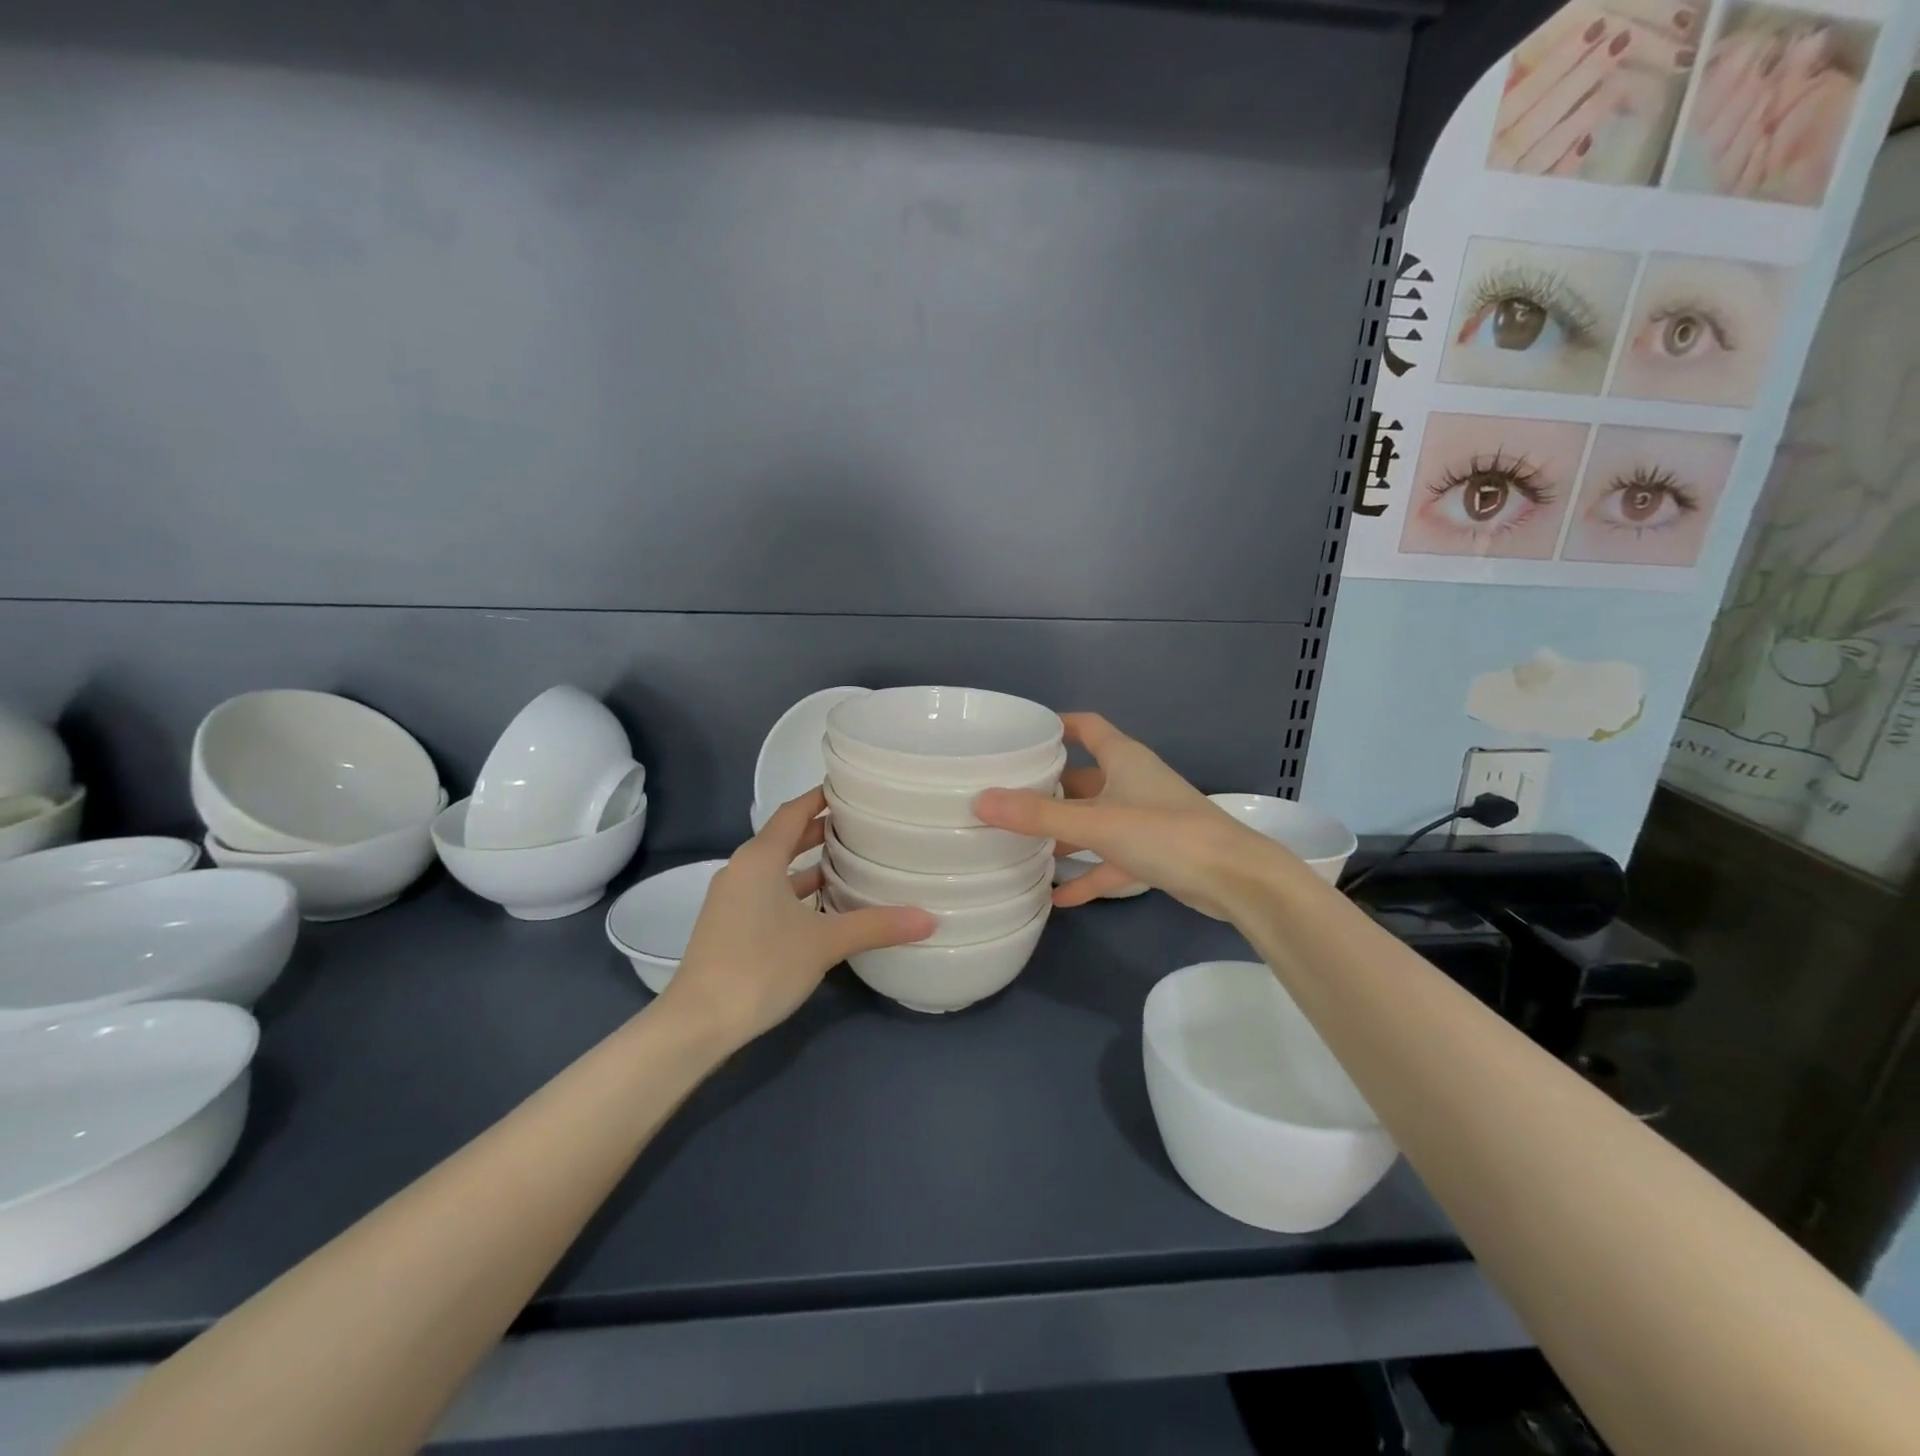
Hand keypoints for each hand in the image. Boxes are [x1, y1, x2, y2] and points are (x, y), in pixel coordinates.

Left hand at [659, 788, 934, 1048]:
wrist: (698, 1022)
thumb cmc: (761, 966)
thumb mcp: (825, 943)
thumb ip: (876, 926)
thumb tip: (930, 919)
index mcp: (759, 859)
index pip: (793, 812)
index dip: (820, 797)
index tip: (851, 788)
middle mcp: (742, 870)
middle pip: (784, 838)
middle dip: (820, 830)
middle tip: (862, 825)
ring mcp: (732, 899)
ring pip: (776, 869)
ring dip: (809, 864)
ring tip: (851, 862)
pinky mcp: (730, 925)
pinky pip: (768, 892)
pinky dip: (795, 890)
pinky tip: (823, 907)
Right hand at [973, 713, 1288, 919]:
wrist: (1235, 879)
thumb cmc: (1165, 833)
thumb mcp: (1096, 822)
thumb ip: (1039, 816)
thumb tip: (980, 801)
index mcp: (1123, 759)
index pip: (1086, 727)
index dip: (1056, 726)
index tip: (1020, 736)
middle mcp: (1132, 782)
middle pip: (1083, 777)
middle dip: (1047, 788)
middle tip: (1005, 797)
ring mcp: (1143, 819)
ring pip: (1094, 820)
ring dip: (1064, 833)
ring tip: (1020, 844)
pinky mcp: (1153, 853)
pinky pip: (1110, 859)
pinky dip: (1087, 873)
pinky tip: (1058, 896)